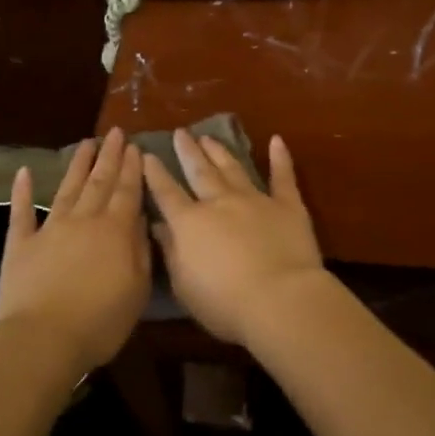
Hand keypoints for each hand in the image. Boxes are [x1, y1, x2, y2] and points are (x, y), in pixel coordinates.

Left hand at [0, 128, 149, 372]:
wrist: (42, 338)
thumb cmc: (100, 321)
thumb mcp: (137, 290)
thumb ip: (141, 252)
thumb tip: (141, 220)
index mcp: (115, 231)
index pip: (127, 191)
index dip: (132, 168)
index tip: (135, 146)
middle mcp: (84, 220)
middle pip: (99, 182)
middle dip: (109, 156)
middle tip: (115, 133)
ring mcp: (50, 229)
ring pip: (67, 188)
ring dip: (77, 165)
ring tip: (86, 143)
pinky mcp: (20, 244)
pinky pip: (21, 212)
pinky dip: (22, 192)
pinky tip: (24, 172)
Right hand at [142, 130, 324, 346]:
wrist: (279, 299)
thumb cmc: (225, 303)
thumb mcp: (184, 285)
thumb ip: (171, 252)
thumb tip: (159, 226)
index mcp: (190, 223)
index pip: (167, 193)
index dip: (155, 174)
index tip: (147, 154)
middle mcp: (220, 203)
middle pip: (200, 172)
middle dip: (188, 152)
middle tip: (181, 133)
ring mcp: (255, 200)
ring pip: (233, 169)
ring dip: (220, 151)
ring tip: (209, 137)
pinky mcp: (287, 205)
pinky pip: (283, 177)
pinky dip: (280, 158)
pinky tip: (276, 140)